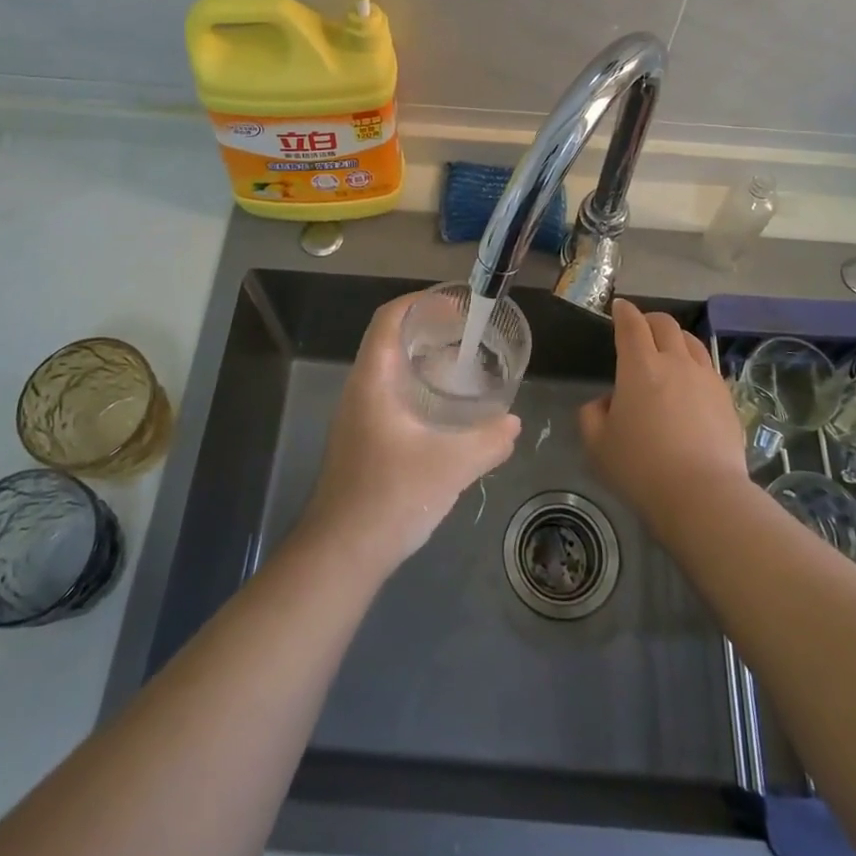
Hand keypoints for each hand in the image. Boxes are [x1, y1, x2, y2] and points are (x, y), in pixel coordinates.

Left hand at [299, 293, 520, 574]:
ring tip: (463, 366)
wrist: (341, 554)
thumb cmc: (391, 497)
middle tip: (469, 334)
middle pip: (391, 340)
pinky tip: (444, 412)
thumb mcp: (451, 466)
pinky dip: (417, 387)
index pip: (389, 319)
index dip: (420, 302)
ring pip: (390, 370)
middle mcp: (360, 389)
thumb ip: (488, 441)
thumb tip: (513, 423)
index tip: (456, 304)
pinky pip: (390, 395)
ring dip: (423, 360)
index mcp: (373, 380)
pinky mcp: (361, 440)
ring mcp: (357, 416)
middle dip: (429, 330)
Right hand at [580, 299, 747, 527]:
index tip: (619, 308)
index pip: (631, 324)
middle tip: (640, 330)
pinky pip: (708, 367)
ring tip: (668, 351)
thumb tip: (606, 403)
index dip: (624, 312)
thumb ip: (592, 416)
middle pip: (665, 324)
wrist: (703, 495)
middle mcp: (675, 362)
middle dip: (650, 320)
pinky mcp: (727, 398)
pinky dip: (695, 364)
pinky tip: (691, 384)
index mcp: (639, 366)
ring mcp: (706, 378)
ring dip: (676, 338)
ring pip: (692, 341)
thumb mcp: (598, 445)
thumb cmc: (642, 468)